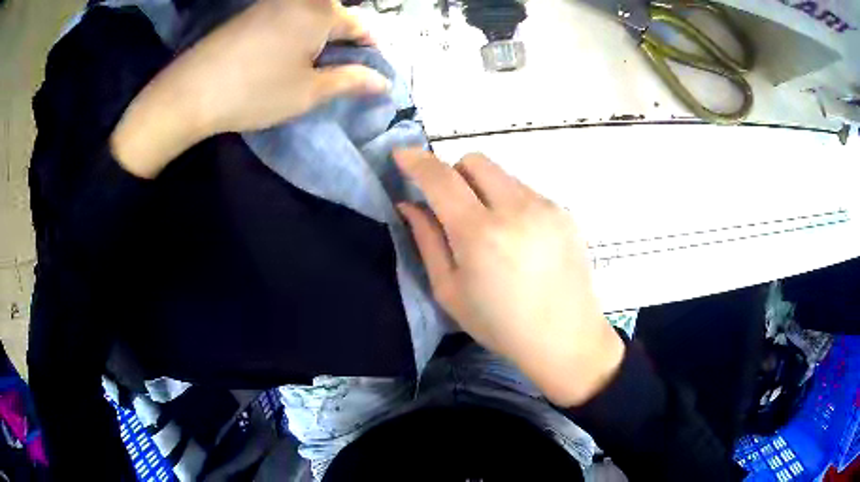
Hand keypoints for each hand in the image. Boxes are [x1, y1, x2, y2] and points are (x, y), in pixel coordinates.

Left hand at [112, 0, 387, 177]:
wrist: (191, 91)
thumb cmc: (256, 91)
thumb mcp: (308, 92)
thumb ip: (350, 81)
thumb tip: (383, 82)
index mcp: (320, 13)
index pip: (357, 25)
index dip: (369, 44)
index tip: (374, 62)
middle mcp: (298, 0)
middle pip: (332, 15)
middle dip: (343, 37)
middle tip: (342, 64)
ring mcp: (270, 4)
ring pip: (307, 15)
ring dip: (318, 34)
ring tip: (314, 61)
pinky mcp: (249, 14)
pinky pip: (284, 16)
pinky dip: (294, 32)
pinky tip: (284, 53)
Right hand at [395, 148, 624, 405]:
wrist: (566, 339)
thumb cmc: (500, 325)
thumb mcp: (450, 291)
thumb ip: (427, 241)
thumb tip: (409, 204)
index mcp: (480, 234)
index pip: (441, 178)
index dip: (417, 162)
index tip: (402, 155)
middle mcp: (516, 209)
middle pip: (474, 161)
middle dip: (454, 174)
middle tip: (452, 207)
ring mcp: (545, 207)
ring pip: (501, 175)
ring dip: (484, 189)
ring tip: (491, 230)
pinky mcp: (563, 212)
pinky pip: (525, 191)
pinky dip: (510, 202)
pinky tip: (518, 239)